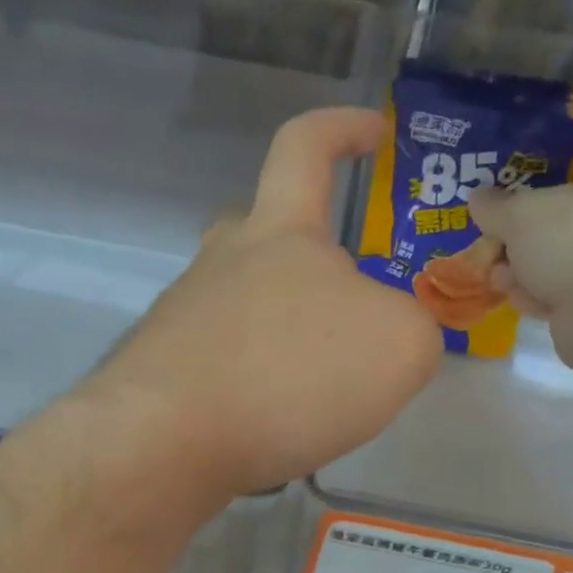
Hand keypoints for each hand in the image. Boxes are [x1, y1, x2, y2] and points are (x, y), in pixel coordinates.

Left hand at [86, 107, 443, 494]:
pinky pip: (218, 363)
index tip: (373, 134)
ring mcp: (182, 319)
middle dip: (301, 253)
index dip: (341, 130)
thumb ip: (411, 328)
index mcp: (279, 233)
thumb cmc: (291, 375)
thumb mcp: (397, 347)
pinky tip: (268, 426)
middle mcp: (221, 264)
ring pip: (236, 304)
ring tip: (314, 391)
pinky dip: (249, 384)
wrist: (170, 442)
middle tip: (340, 306)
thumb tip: (389, 337)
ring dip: (276, 331)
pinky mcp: (161, 374)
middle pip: (257, 231)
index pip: (305, 147)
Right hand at [471, 170, 572, 376]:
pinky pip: (565, 296)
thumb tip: (477, 197)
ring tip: (498, 279)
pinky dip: (541, 298)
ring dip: (526, 273)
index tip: (505, 209)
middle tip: (494, 248)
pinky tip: (521, 302)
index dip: (536, 192)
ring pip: (561, 264)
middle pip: (563, 226)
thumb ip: (497, 206)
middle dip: (523, 241)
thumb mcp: (521, 213)